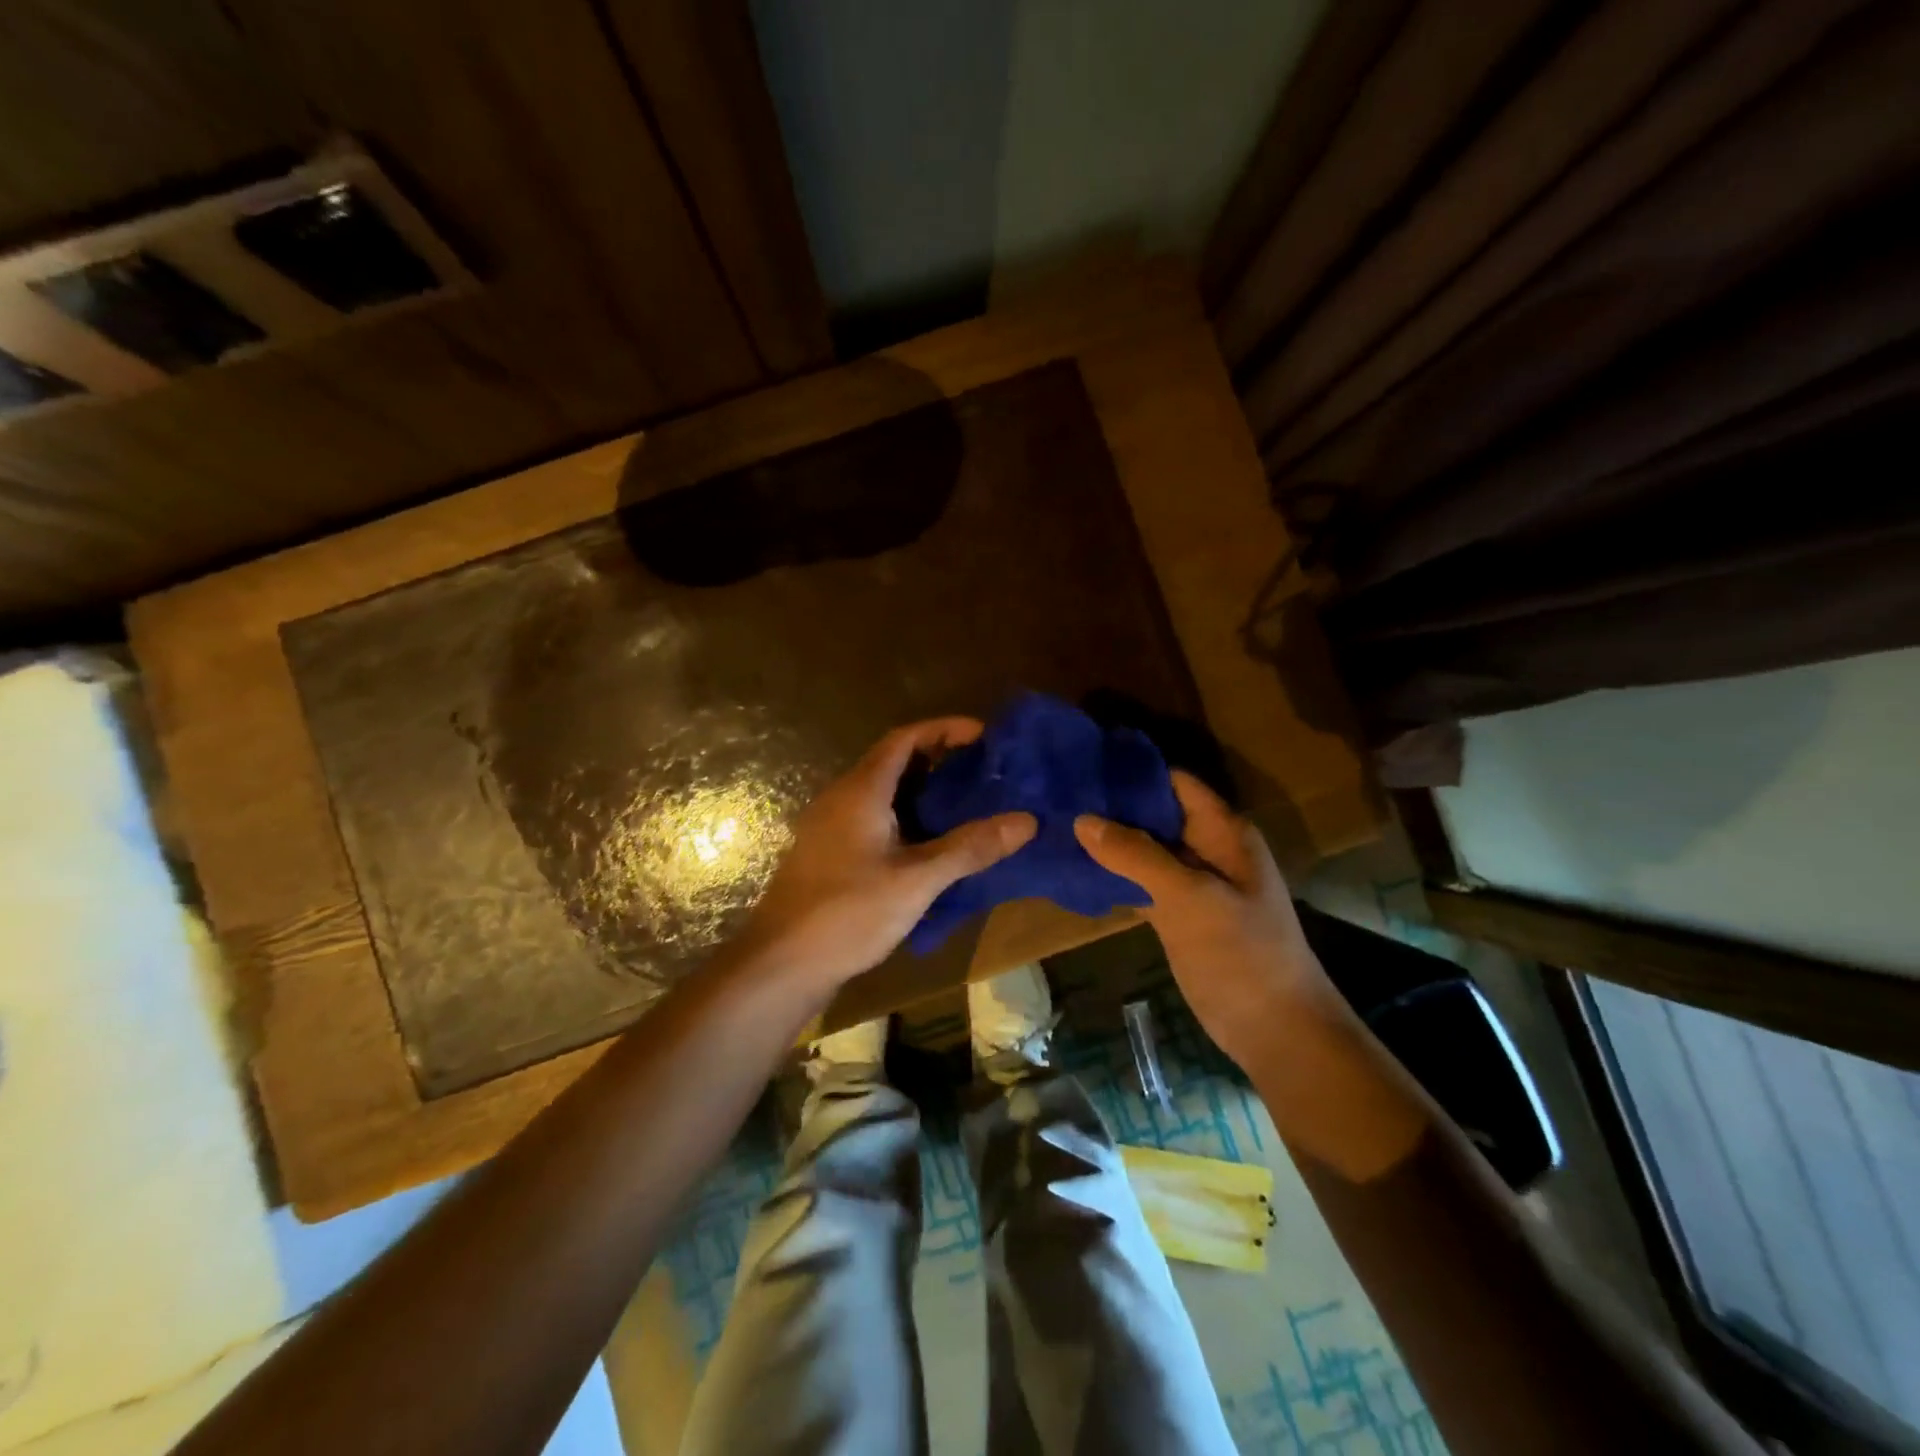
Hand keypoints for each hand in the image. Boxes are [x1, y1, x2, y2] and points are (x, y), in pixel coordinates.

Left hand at [739, 717, 1035, 993]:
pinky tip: (932, 845)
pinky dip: (907, 819)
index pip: (905, 738)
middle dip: (939, 760)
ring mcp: (832, 827)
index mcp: (861, 790)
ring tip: (968, 804)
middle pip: (894, 761)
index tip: (984, 736)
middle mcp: (842, 798)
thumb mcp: (917, 880)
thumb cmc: (848, 912)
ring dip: (923, 791)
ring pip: (884, 793)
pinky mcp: (830, 855)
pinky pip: (875, 819)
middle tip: (984, 772)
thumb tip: (1026, 821)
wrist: (781, 964)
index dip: (944, 729)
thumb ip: (970, 848)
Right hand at [1074, 773, 1327, 1067]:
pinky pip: (1140, 881)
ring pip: (1143, 848)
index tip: (1082, 764)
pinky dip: (1112, 874)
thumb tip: (1082, 819)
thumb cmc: (1241, 954)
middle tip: (1056, 794)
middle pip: (1154, 813)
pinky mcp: (1177, 912)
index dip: (1131, 771)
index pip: (1173, 783)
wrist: (1274, 1029)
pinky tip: (1073, 867)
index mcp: (1223, 831)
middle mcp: (1207, 847)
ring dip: (1107, 840)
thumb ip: (1137, 856)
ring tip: (1055, 823)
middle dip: (1110, 805)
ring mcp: (1191, 882)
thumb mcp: (1190, 898)